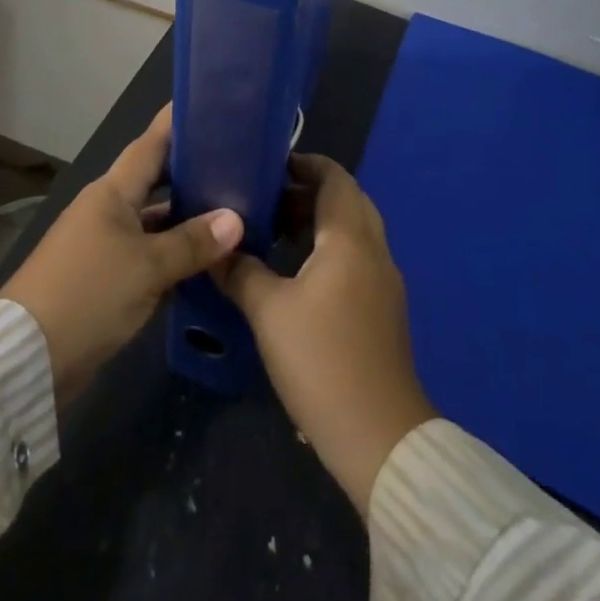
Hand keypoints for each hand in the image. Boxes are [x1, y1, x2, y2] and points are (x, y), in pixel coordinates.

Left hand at [1, 105, 243, 403]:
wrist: (27, 357)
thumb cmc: (89, 293)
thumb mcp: (147, 267)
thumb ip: (192, 242)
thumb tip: (236, 219)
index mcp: (112, 192)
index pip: (150, 145)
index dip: (176, 123)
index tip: (206, 101)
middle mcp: (106, 209)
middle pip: (154, 181)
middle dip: (189, 171)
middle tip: (234, 162)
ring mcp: (103, 244)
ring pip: (153, 220)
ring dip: (185, 218)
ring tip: (231, 211)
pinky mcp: (102, 278)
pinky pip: (146, 253)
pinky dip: (172, 253)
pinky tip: (204, 260)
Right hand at [214, 154, 435, 515]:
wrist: (380, 437)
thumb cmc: (322, 361)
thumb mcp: (269, 313)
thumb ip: (241, 272)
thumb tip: (216, 248)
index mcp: (350, 238)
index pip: (334, 177)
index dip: (304, 163)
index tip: (268, 165)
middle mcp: (373, 249)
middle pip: (346, 200)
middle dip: (307, 191)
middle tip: (266, 197)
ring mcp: (383, 281)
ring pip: (352, 230)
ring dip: (317, 221)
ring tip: (275, 230)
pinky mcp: (383, 309)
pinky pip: (356, 256)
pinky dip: (328, 248)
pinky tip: (297, 272)